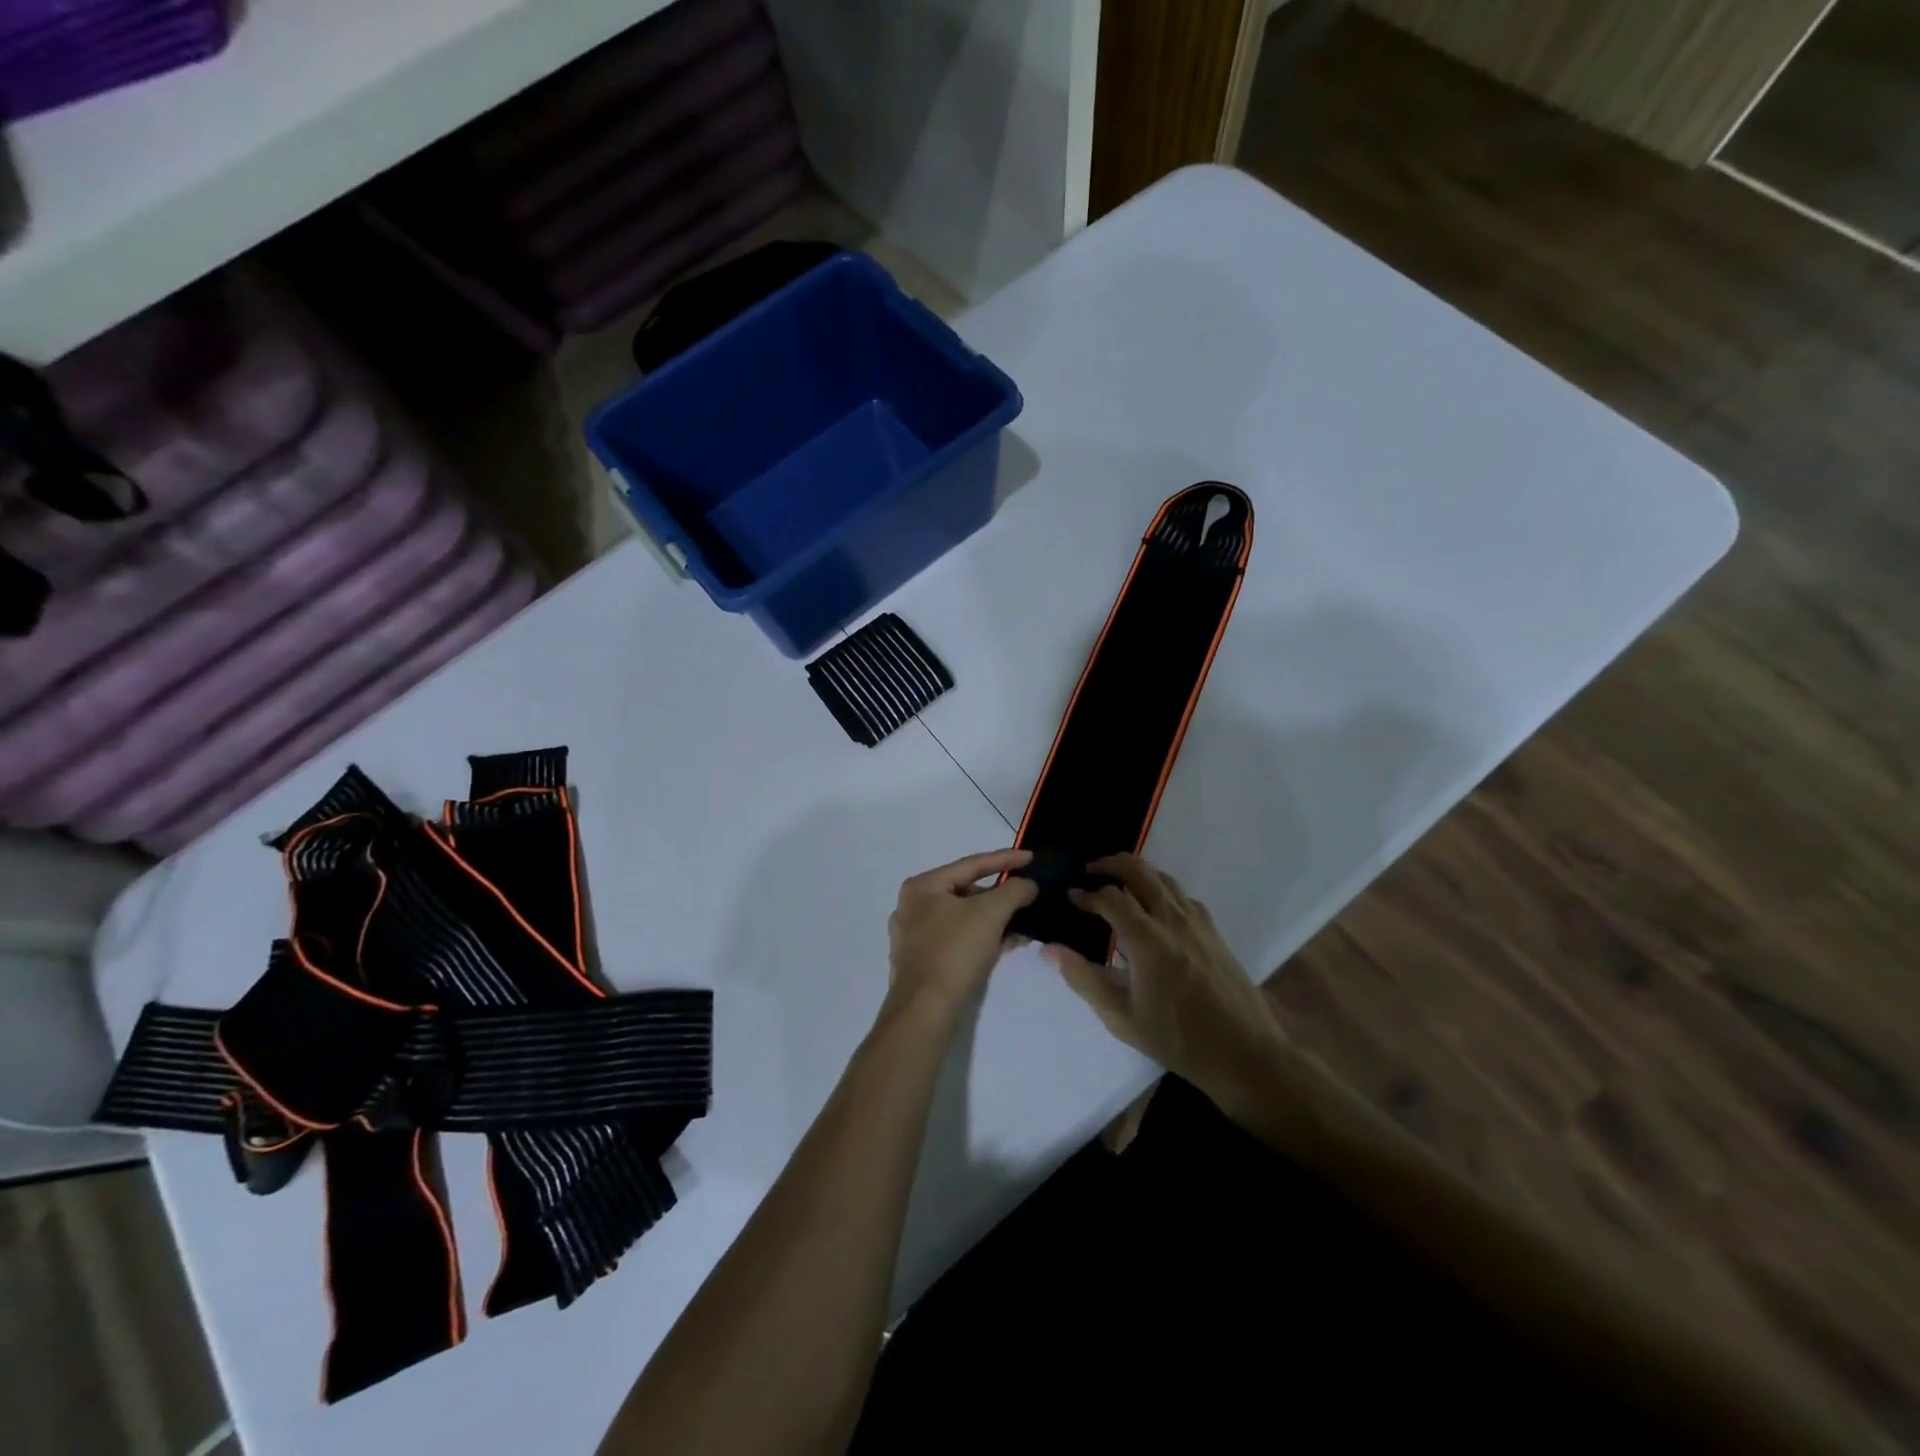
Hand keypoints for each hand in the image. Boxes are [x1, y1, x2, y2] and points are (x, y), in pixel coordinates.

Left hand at [886, 849, 1037, 1019]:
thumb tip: (1028, 885)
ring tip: (1024, 926)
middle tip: (1029, 897)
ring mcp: (915, 935)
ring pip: (964, 918)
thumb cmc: (954, 952)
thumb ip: (1013, 891)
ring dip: (995, 920)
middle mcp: (913, 906)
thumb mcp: (990, 914)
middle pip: (967, 891)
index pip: (971, 864)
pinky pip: (959, 939)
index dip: (1005, 859)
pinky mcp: (923, 961)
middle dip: (1001, 896)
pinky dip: (983, 938)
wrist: (925, 1010)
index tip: (1031, 857)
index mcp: (922, 886)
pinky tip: (1007, 945)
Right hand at [1045, 854, 1282, 1102]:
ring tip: (1116, 882)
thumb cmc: (1178, 1039)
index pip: (1110, 898)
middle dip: (1111, 864)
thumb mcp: (1122, 1018)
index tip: (1070, 897)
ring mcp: (1197, 922)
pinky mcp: (1213, 931)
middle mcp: (1173, 920)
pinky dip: (1161, 888)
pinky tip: (1154, 907)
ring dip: (1137, 872)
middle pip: (1139, 871)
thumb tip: (1049, 950)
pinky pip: (1182, 895)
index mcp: (1147, 940)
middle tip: (1090, 871)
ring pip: (1163, 878)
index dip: (1086, 894)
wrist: (1245, 1053)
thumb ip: (1084, 979)